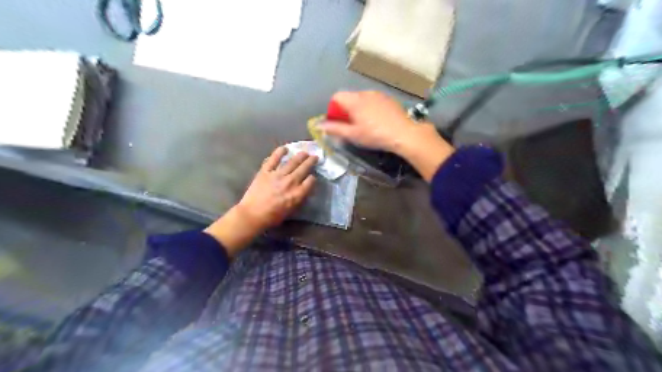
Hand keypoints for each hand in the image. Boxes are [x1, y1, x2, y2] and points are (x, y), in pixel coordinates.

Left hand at [205, 147, 317, 256]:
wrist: (253, 215)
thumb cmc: (273, 216)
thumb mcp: (292, 210)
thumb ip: (299, 198)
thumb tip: (304, 189)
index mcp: (297, 193)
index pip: (311, 181)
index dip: (313, 178)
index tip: (312, 177)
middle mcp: (290, 182)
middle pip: (304, 168)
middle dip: (311, 161)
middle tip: (315, 157)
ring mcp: (278, 175)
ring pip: (292, 161)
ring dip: (300, 155)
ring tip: (304, 152)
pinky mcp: (266, 171)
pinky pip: (274, 159)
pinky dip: (279, 152)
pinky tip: (285, 148)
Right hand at [322, 90, 455, 181]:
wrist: (403, 133)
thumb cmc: (375, 135)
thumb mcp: (353, 135)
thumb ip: (335, 129)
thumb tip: (319, 126)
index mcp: (355, 100)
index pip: (337, 97)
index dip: (333, 109)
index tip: (338, 123)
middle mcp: (365, 93)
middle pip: (349, 97)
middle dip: (345, 110)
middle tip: (350, 126)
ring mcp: (379, 94)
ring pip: (362, 98)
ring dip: (358, 109)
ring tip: (364, 124)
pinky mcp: (389, 99)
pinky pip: (373, 100)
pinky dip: (370, 108)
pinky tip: (376, 121)